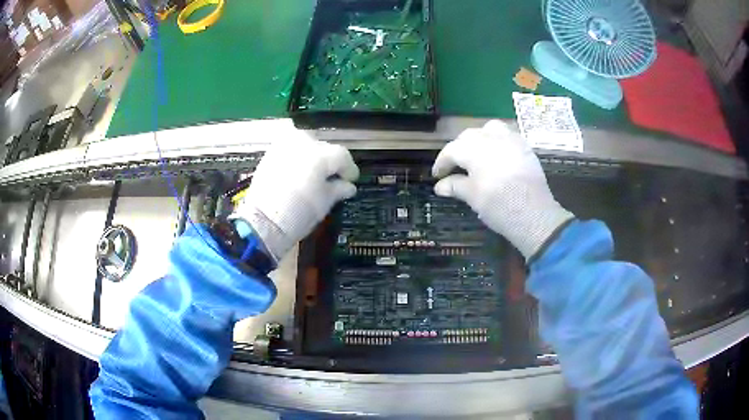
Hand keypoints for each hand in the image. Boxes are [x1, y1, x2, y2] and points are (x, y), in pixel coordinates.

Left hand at [232, 129, 358, 261]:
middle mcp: (303, 142)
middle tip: (331, 179)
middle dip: (330, 163)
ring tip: (314, 175)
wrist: (262, 221)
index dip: (349, 170)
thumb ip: (339, 189)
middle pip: (325, 148)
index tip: (351, 181)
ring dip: (313, 157)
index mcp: (320, 154)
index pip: (342, 156)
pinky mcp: (271, 152)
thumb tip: (348, 186)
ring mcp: (284, 144)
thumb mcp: (324, 203)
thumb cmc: (298, 213)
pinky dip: (298, 158)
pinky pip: (291, 149)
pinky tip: (298, 172)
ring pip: (307, 144)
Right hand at [432, 120, 573, 259]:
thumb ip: (454, 186)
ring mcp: (511, 139)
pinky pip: (508, 135)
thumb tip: (439, 186)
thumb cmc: (498, 205)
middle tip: (455, 166)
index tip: (437, 176)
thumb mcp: (472, 197)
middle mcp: (491, 138)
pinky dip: (498, 141)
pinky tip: (499, 156)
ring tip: (478, 154)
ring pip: (490, 129)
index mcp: (473, 149)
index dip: (441, 163)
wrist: (534, 214)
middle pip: (469, 136)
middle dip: (459, 149)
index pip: (451, 150)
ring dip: (480, 139)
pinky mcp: (525, 147)